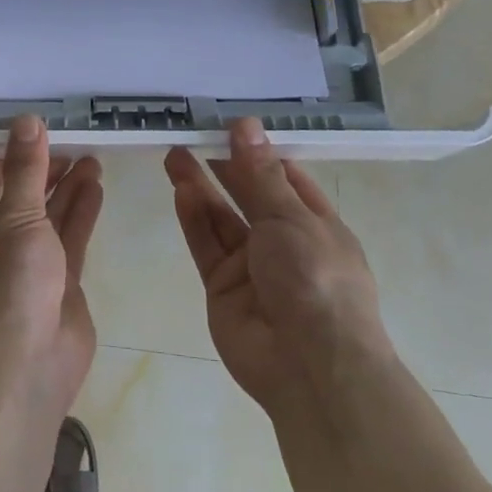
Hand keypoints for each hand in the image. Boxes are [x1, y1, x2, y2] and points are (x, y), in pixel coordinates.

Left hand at [0, 117, 103, 411]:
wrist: (24, 364)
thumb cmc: (9, 281)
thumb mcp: (16, 215)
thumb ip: (26, 169)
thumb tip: (26, 119)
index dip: (13, 154)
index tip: (41, 132)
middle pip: (24, 193)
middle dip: (46, 169)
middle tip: (76, 143)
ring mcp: (30, 262)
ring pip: (50, 215)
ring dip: (69, 188)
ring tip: (93, 159)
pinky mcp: (60, 281)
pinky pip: (71, 238)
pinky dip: (82, 213)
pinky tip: (97, 189)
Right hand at [165, 120, 391, 413]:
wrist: (311, 367)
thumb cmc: (316, 279)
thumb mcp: (291, 218)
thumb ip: (259, 174)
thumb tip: (245, 125)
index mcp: (315, 223)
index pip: (285, 177)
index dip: (258, 151)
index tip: (228, 125)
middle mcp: (284, 241)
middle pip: (247, 195)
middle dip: (222, 165)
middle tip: (191, 134)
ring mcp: (251, 266)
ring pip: (221, 218)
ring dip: (200, 187)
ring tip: (174, 154)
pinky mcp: (222, 287)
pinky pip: (207, 245)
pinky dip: (194, 218)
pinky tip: (180, 191)